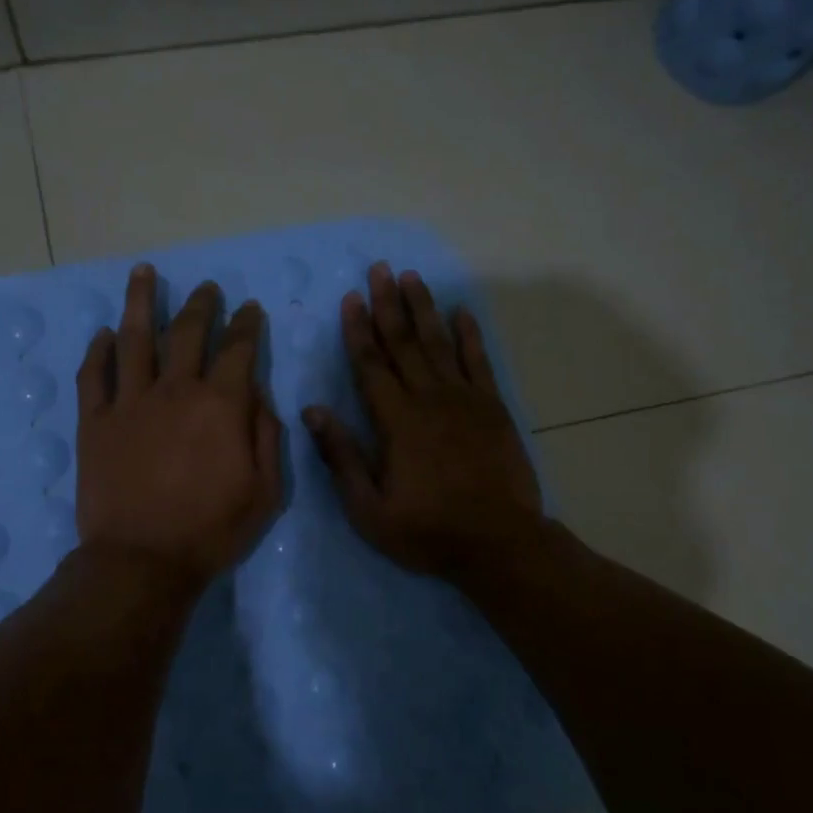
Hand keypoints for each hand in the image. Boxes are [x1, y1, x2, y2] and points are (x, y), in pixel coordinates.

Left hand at [76, 264, 283, 591]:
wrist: (141, 560)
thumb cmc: (211, 530)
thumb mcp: (265, 491)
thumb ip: (267, 437)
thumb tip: (259, 398)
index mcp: (220, 405)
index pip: (238, 349)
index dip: (246, 325)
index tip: (249, 309)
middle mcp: (174, 390)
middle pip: (188, 332)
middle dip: (202, 304)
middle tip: (208, 288)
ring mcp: (129, 402)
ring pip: (135, 338)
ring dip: (141, 302)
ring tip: (144, 273)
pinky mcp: (95, 421)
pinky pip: (94, 375)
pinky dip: (99, 350)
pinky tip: (104, 334)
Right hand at [304, 262, 543, 583]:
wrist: (498, 543)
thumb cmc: (427, 531)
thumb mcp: (369, 508)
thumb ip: (341, 456)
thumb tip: (313, 411)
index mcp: (396, 421)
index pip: (371, 365)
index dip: (358, 330)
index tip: (351, 298)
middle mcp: (429, 399)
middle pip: (404, 343)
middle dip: (389, 304)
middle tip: (379, 269)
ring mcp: (465, 400)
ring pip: (439, 344)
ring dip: (424, 309)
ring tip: (412, 277)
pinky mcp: (494, 408)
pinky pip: (479, 362)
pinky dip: (470, 335)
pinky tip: (462, 312)